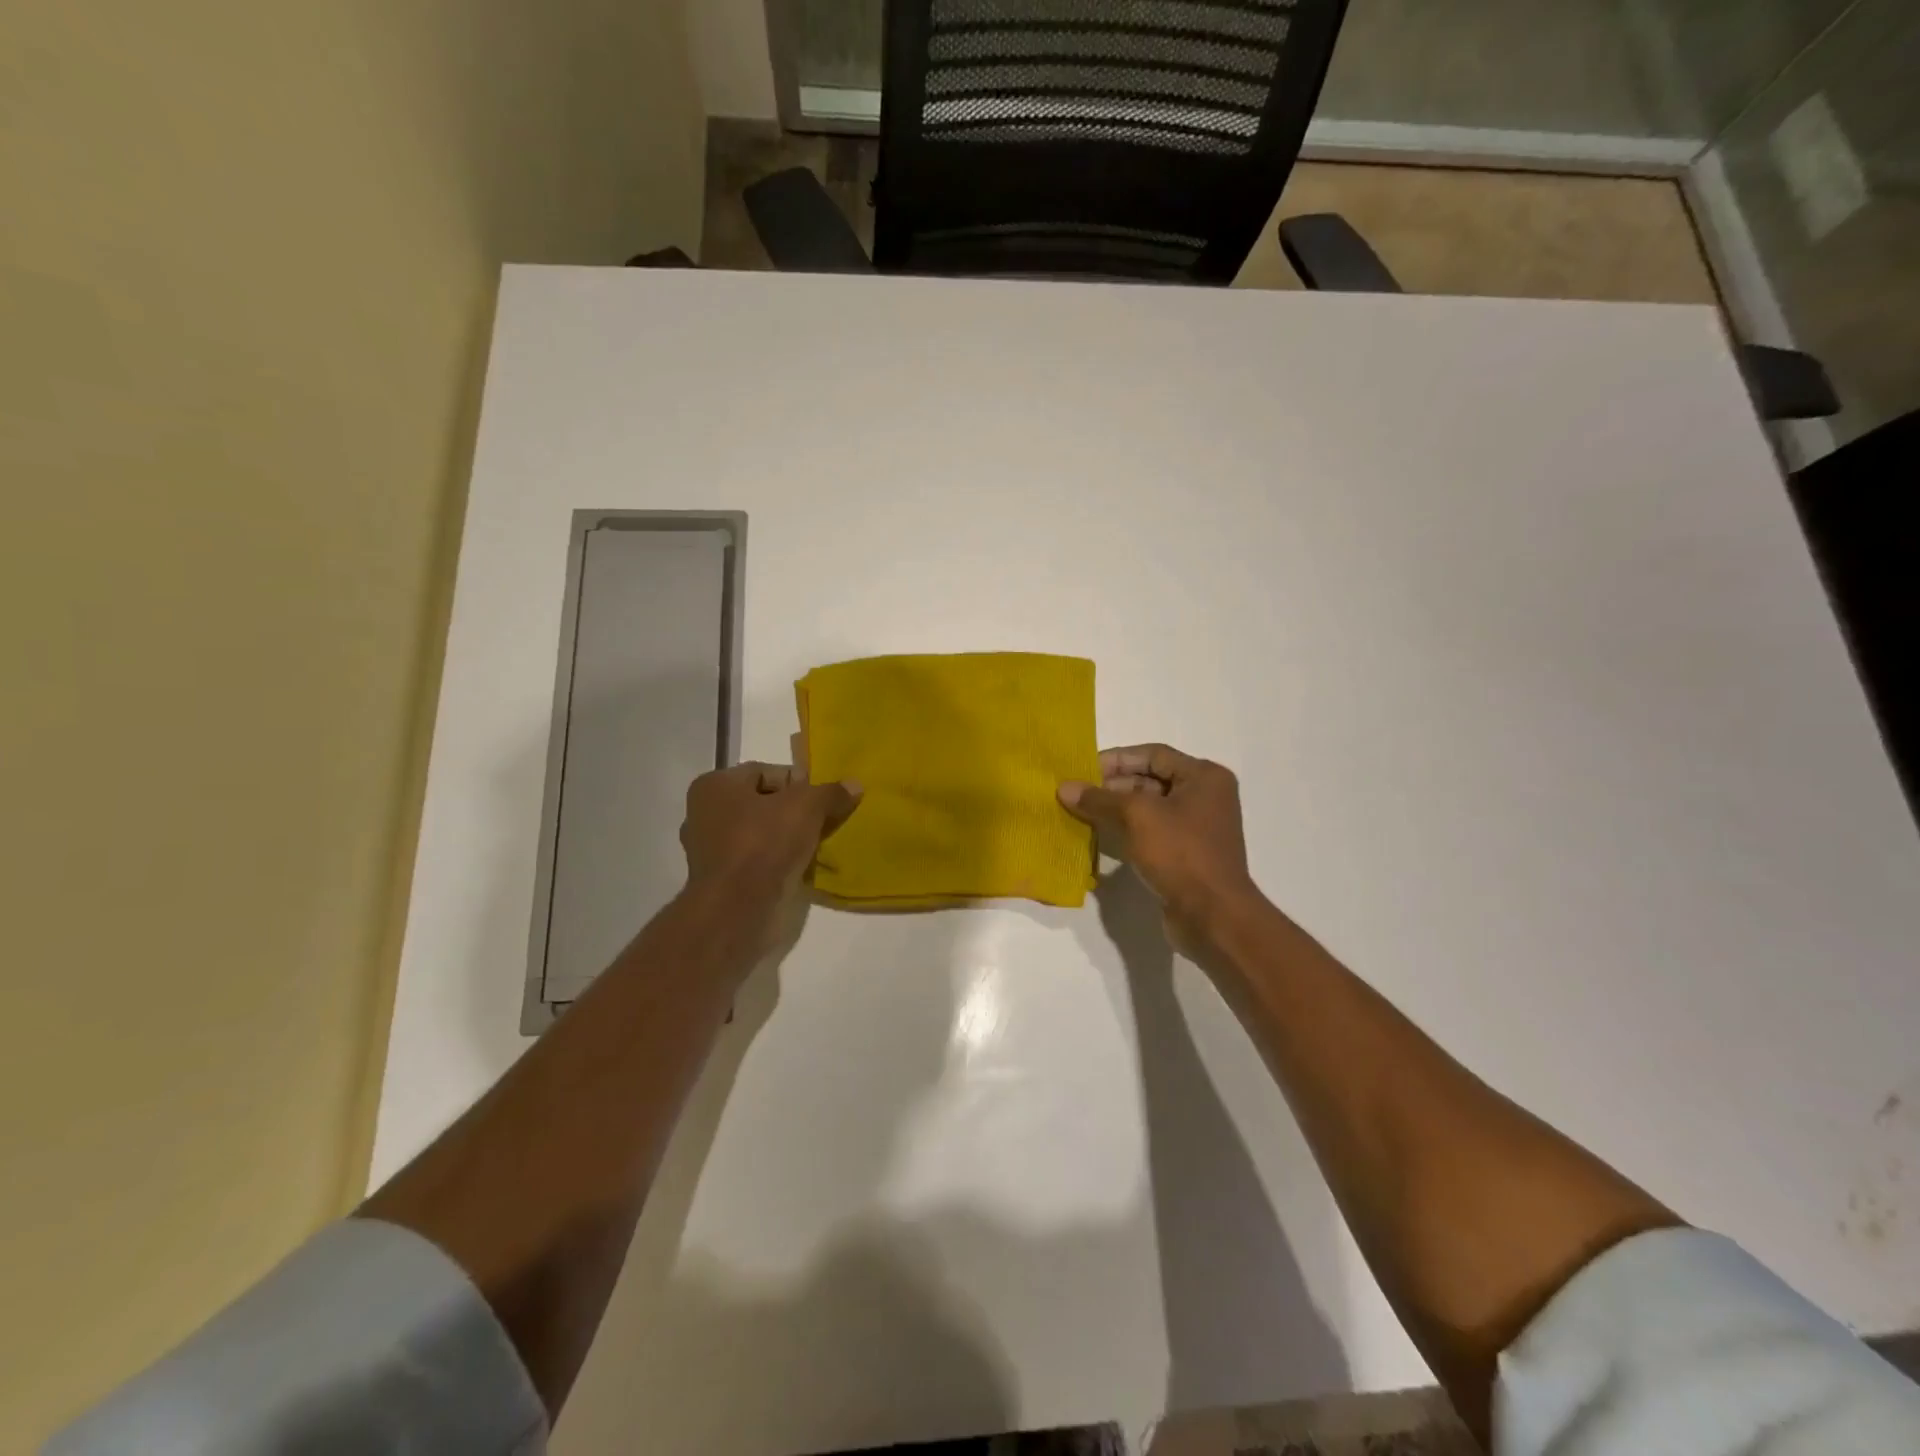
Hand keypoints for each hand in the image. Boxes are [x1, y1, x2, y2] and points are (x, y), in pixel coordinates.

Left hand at [681, 762, 860, 912]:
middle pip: (763, 803)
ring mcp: (709, 850)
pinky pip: (756, 860)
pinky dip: (777, 861)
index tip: (823, 800)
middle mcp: (704, 813)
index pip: (765, 772)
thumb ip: (830, 793)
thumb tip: (854, 784)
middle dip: (795, 811)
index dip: (799, 782)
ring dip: (788, 838)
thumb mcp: (807, 807)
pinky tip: (801, 868)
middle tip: (824, 821)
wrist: (736, 909)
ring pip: (760, 833)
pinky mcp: (720, 880)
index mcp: (715, 785)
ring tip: (816, 845)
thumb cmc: (764, 843)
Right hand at [1059, 744, 1264, 950]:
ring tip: (1081, 812)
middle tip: (1077, 793)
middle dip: (1112, 785)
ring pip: (1148, 808)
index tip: (1082, 770)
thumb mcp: (1136, 816)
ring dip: (1116, 809)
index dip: (1116, 759)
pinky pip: (1151, 832)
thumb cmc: (1180, 853)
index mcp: (1204, 777)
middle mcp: (1205, 797)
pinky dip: (1126, 831)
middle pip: (1151, 779)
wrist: (1212, 915)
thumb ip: (1099, 798)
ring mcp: (1196, 828)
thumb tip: (1064, 788)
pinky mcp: (1186, 855)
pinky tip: (1099, 835)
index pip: (1153, 754)